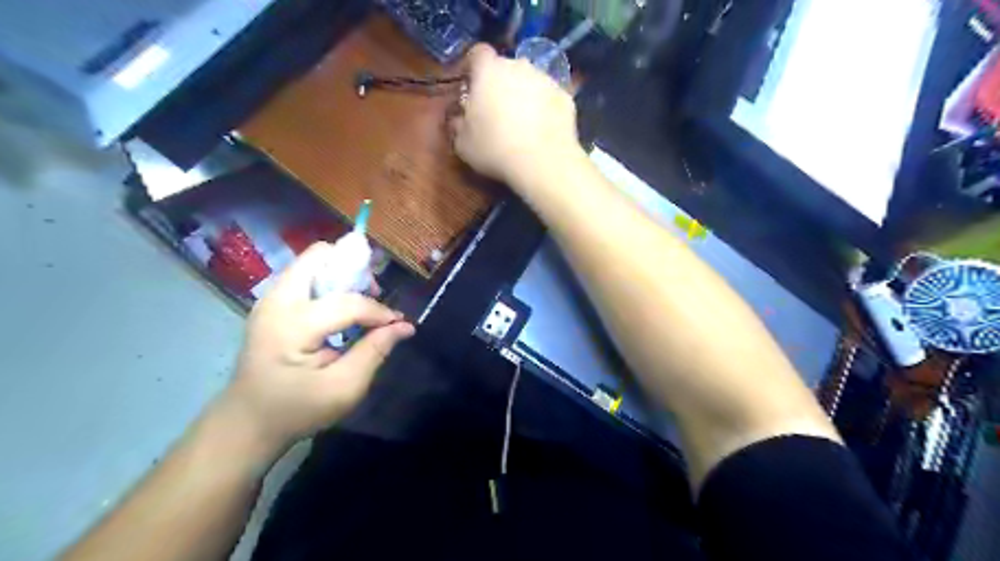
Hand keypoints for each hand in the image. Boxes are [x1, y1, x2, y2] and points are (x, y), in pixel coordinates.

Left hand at [222, 244, 414, 452]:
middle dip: (355, 270)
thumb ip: (375, 352)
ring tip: (360, 303)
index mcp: (292, 325)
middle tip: (373, 296)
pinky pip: (307, 276)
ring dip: (343, 274)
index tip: (398, 324)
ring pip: (313, 262)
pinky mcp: (272, 304)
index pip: (347, 302)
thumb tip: (404, 326)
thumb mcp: (343, 389)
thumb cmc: (296, 410)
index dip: (379, 311)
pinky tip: (341, 310)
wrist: (246, 423)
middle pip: (320, 256)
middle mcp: (277, 301)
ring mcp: (270, 299)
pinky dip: (330, 283)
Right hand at [451, 45, 582, 185]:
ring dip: (524, 95)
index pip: (478, 53)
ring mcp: (546, 80)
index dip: (473, 68)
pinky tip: (541, 131)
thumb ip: (458, 124)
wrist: (543, 162)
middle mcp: (519, 66)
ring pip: (530, 81)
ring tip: (522, 124)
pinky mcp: (565, 97)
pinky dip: (545, 109)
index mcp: (489, 71)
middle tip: (495, 111)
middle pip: (506, 68)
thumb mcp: (463, 144)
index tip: (470, 87)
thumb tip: (459, 118)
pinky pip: (549, 98)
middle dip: (500, 84)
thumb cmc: (495, 149)